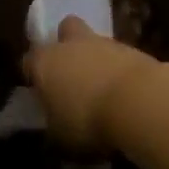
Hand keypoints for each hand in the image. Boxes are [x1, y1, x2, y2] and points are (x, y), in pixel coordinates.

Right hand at [22, 17, 162, 153]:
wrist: (139, 102)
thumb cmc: (87, 120)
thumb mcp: (61, 137)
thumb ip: (55, 127)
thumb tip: (55, 127)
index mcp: (44, 63)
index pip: (29, 61)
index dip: (34, 75)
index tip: (41, 92)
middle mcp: (70, 45)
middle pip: (65, 30)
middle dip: (67, 44)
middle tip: (71, 71)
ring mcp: (104, 43)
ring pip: (95, 42)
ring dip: (96, 58)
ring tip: (103, 88)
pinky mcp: (134, 48)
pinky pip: (120, 56)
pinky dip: (120, 68)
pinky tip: (125, 90)